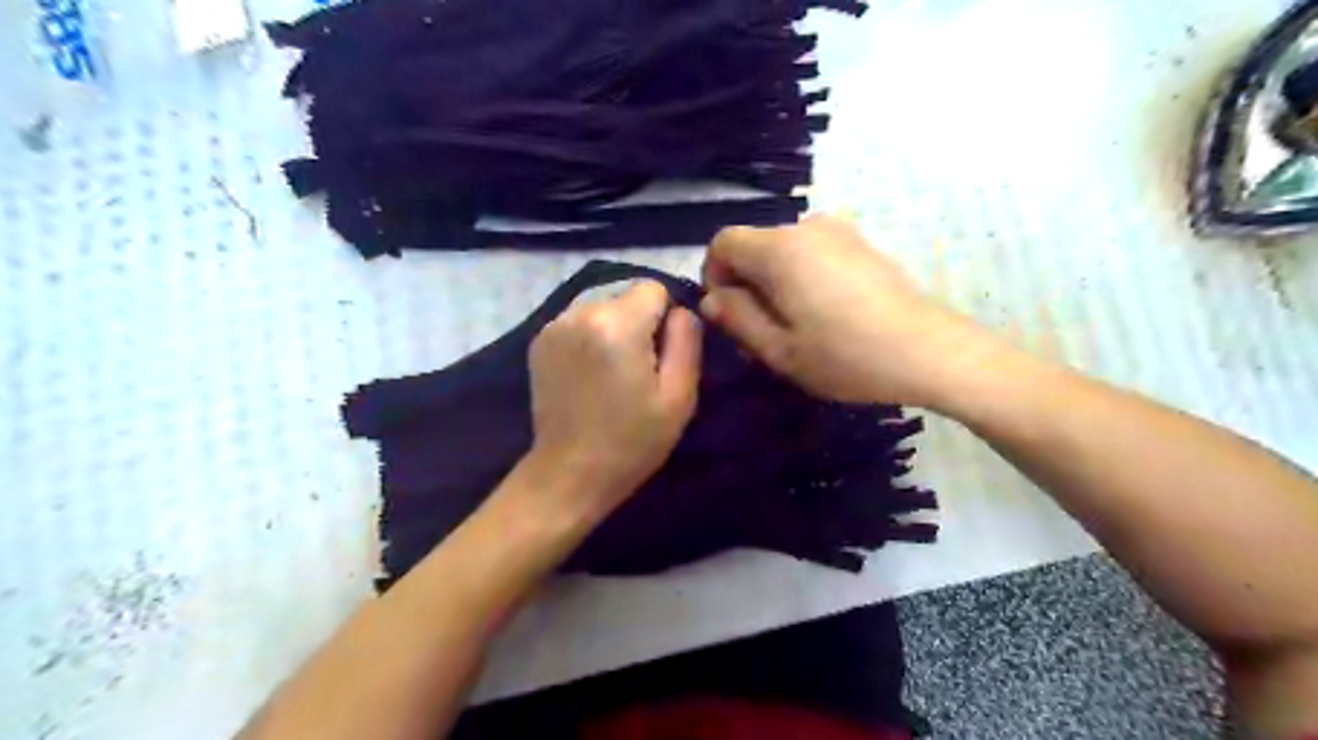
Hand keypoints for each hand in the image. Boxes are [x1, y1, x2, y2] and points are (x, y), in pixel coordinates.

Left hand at [527, 281, 699, 517]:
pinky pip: (580, 321)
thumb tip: (682, 312)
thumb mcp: (679, 397)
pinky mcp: (540, 340)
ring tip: (612, 374)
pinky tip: (589, 375)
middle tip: (638, 371)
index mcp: (618, 325)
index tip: (661, 356)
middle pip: (626, 296)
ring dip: (614, 329)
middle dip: (639, 323)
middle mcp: (581, 313)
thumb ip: (687, 341)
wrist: (569, 473)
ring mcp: (554, 325)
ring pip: (602, 307)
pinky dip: (591, 337)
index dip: (665, 318)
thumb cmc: (632, 441)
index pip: (654, 288)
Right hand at [700, 213, 1000, 408]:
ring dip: (775, 285)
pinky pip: (812, 254)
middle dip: (746, 286)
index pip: (723, 242)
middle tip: (762, 337)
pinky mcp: (861, 244)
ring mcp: (839, 232)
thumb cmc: (846, 356)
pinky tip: (825, 317)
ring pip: (783, 253)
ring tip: (795, 331)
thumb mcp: (779, 350)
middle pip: (754, 247)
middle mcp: (806, 227)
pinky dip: (802, 279)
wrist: (928, 351)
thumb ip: (737, 319)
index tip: (729, 316)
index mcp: (779, 249)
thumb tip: (713, 299)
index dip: (714, 277)